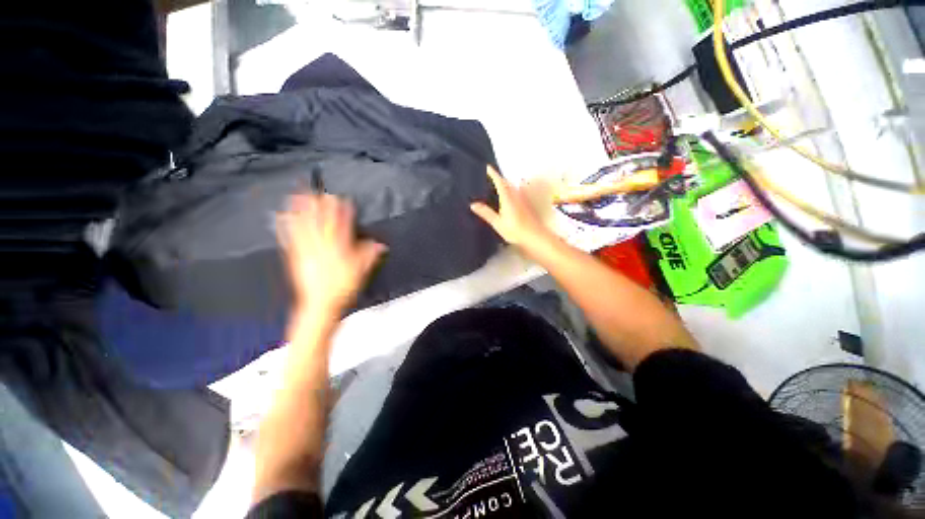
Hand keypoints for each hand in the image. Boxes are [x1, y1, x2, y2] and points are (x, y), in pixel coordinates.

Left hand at [277, 193, 386, 318]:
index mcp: (340, 250)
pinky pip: (290, 238)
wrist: (320, 304)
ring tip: (298, 196)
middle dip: (321, 206)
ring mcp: (307, 251)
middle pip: (322, 223)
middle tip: (318, 190)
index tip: (342, 199)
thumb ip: (369, 255)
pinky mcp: (296, 257)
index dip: (342, 212)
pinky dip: (287, 226)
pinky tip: (282, 217)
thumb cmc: (343, 288)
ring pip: (305, 227)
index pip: (342, 227)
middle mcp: (322, 247)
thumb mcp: (361, 272)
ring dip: (302, 211)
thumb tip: (380, 244)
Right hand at [470, 166, 554, 251]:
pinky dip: (509, 192)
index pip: (499, 181)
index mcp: (507, 197)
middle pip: (506, 183)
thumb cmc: (515, 230)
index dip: (493, 174)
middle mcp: (516, 195)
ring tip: (495, 188)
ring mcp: (522, 199)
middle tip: (488, 178)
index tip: (487, 167)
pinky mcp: (526, 205)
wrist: (535, 236)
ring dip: (504, 185)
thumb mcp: (498, 223)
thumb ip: (486, 213)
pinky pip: (516, 194)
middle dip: (498, 179)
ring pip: (512, 188)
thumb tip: (473, 204)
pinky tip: (506, 199)